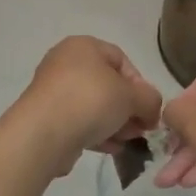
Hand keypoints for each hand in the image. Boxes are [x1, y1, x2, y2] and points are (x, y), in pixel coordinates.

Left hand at [11, 36, 162, 176]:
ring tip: (127, 141)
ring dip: (115, 123)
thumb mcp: (131, 96)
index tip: (149, 108)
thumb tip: (152, 111)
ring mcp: (53, 91)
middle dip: (128, 108)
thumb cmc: (91, 100)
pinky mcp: (47, 117)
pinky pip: (79, 121)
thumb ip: (150, 99)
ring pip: (94, 105)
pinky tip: (110, 149)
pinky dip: (96, 133)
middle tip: (141, 129)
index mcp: (83, 46)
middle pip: (107, 85)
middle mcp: (65, 63)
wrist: (44, 133)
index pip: (121, 60)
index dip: (140, 84)